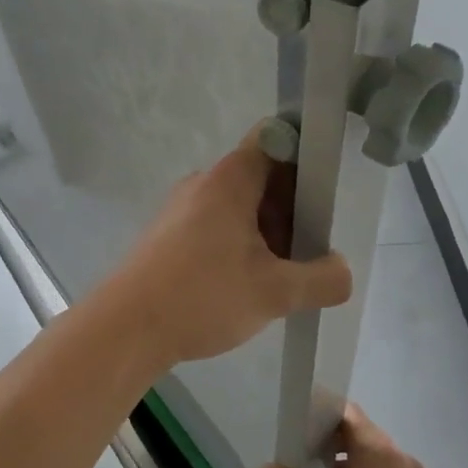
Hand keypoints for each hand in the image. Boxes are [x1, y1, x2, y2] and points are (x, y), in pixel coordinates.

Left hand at [96, 126, 353, 368]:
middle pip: (262, 177)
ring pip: (240, 208)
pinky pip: (217, 228)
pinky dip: (240, 247)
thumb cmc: (202, 296)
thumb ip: (322, 279)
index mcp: (230, 179)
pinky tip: (248, 286)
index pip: (277, 139)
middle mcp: (203, 184)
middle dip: (293, 210)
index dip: (308, 158)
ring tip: (283, 277)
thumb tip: (342, 271)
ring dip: (268, 234)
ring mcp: (182, 210)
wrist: (126, 328)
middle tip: (312, 250)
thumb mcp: (275, 292)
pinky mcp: (169, 236)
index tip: (327, 196)